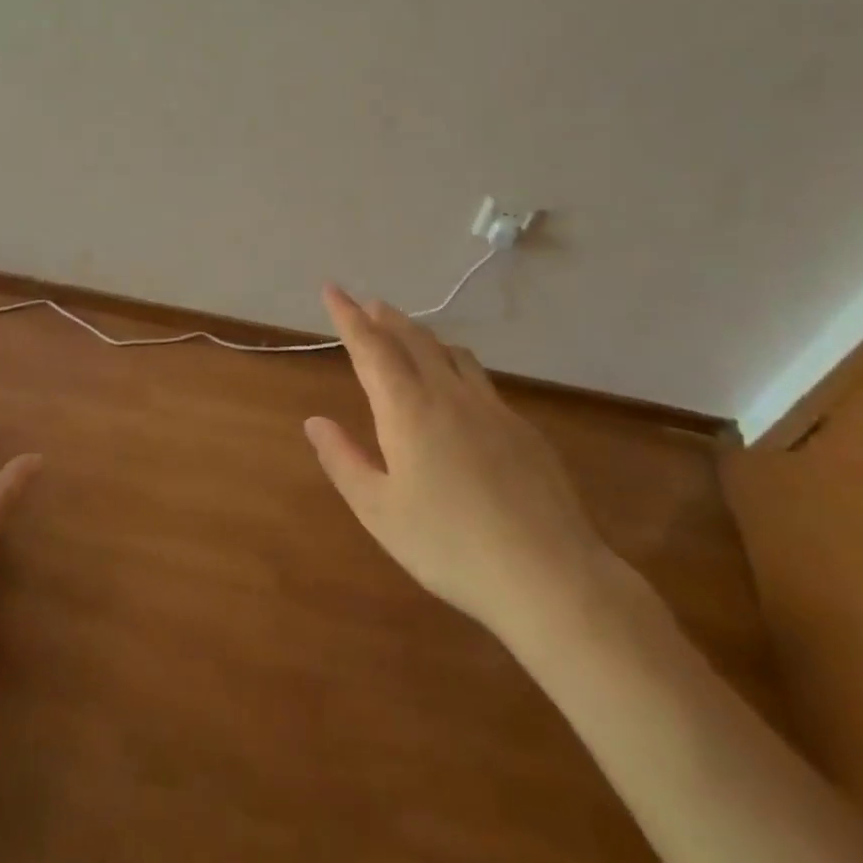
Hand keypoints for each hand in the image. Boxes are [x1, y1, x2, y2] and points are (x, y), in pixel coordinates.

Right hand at [305, 286, 625, 655]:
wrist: (547, 573)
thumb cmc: (448, 545)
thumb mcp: (379, 511)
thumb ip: (343, 460)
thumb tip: (315, 421)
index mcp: (407, 409)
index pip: (370, 348)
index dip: (348, 316)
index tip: (332, 289)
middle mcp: (448, 395)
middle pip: (412, 340)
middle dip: (385, 318)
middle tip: (368, 304)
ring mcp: (490, 408)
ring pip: (450, 353)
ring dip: (422, 335)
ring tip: (407, 332)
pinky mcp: (521, 427)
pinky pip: (478, 377)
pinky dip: (454, 361)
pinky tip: (457, 383)